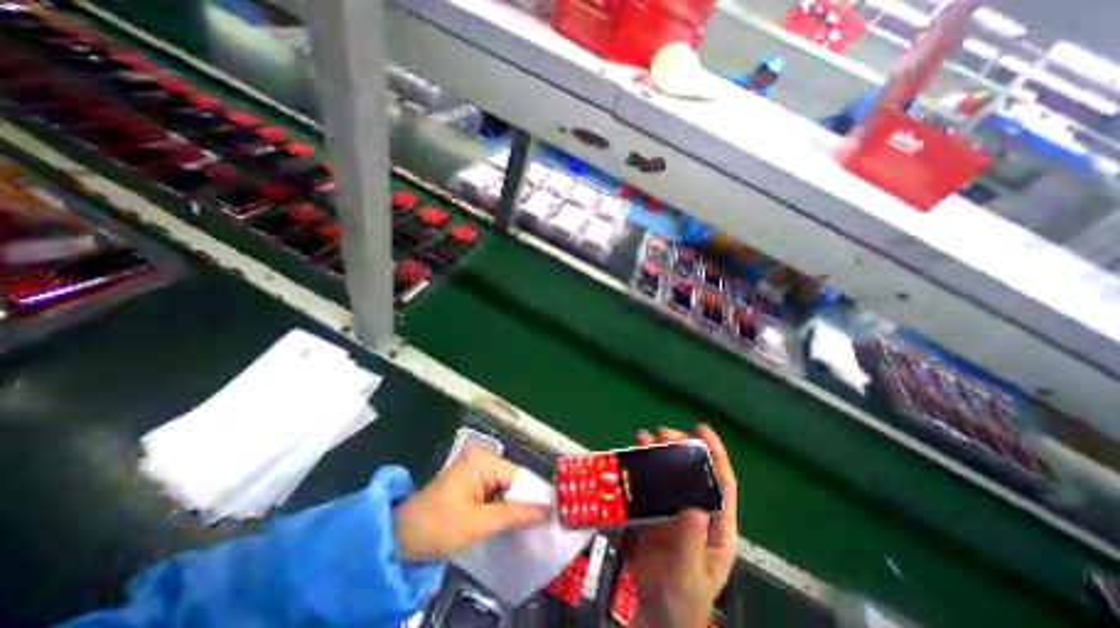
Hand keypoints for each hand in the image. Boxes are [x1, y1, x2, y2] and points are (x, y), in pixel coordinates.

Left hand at [394, 449, 550, 560]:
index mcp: (482, 461)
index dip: (535, 496)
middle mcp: (481, 459)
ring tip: (533, 523)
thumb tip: (548, 510)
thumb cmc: (438, 527)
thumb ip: (515, 514)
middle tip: (545, 522)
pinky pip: (496, 491)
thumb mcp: (478, 523)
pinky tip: (512, 520)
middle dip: (525, 501)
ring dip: (515, 505)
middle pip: (514, 480)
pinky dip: (503, 506)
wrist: (398, 540)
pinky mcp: (471, 482)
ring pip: (506, 487)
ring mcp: (476, 469)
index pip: (519, 476)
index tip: (554, 513)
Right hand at [634, 425, 741, 624]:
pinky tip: (633, 456)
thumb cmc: (683, 601)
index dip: (715, 454)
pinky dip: (641, 468)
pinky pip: (649, 485)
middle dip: (681, 448)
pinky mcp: (653, 511)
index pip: (722, 483)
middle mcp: (696, 509)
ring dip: (659, 453)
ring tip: (646, 438)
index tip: (702, 430)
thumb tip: (693, 507)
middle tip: (664, 434)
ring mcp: (674, 509)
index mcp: (717, 525)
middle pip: (693, 471)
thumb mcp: (689, 575)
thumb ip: (690, 543)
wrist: (657, 614)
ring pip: (670, 474)